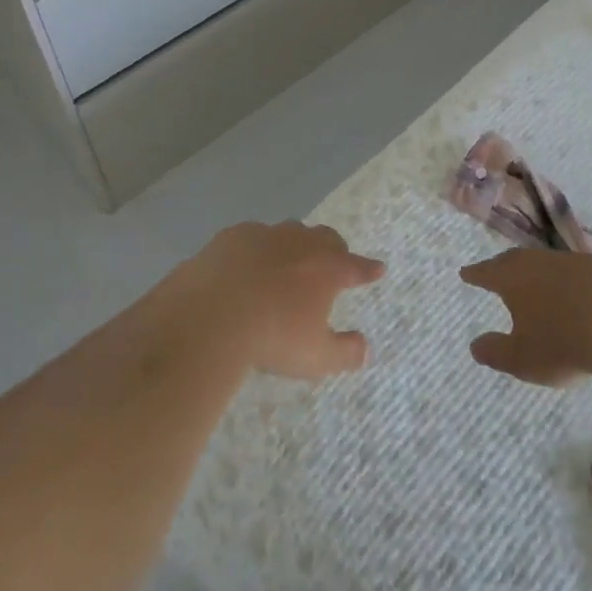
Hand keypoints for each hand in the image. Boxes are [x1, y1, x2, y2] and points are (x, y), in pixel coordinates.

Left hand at [175, 222, 384, 380]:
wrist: (213, 313)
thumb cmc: (273, 337)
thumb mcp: (316, 358)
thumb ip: (345, 352)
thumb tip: (365, 347)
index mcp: (326, 269)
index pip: (356, 266)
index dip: (368, 269)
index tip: (378, 268)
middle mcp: (301, 243)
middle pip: (325, 238)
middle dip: (334, 249)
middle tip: (334, 261)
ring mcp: (266, 234)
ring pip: (289, 232)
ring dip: (295, 245)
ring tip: (290, 262)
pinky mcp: (233, 235)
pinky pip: (252, 237)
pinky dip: (257, 250)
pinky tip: (247, 265)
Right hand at [460, 247, 591, 387]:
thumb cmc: (562, 341)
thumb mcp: (523, 359)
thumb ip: (497, 352)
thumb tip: (474, 345)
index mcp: (512, 278)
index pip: (486, 272)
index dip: (475, 274)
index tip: (465, 273)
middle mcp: (536, 261)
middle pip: (513, 260)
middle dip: (502, 267)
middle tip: (494, 271)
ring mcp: (569, 261)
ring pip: (543, 261)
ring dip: (535, 271)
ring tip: (532, 281)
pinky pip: (571, 270)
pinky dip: (564, 279)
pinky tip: (571, 290)